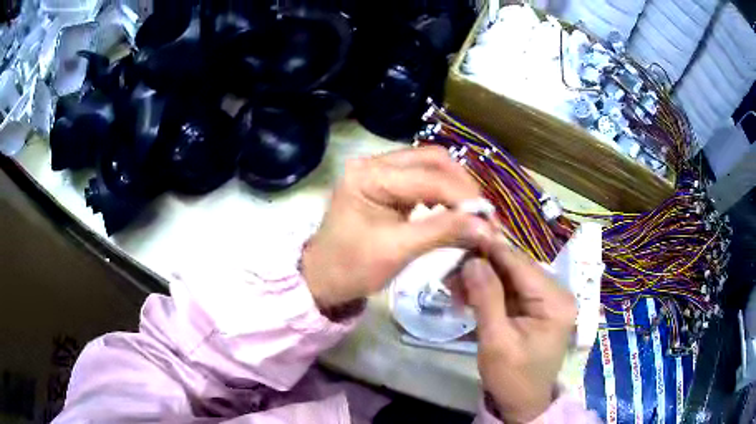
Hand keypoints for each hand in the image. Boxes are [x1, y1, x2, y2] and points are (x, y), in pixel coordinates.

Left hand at [301, 147, 493, 309]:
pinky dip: (443, 194)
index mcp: (369, 175)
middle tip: (483, 215)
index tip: (490, 221)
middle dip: (462, 187)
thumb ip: (442, 232)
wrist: (322, 279)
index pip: (429, 176)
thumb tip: (486, 227)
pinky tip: (454, 211)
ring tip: (473, 214)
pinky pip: (424, 180)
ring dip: (456, 188)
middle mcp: (375, 163)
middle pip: (433, 160)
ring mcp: (380, 171)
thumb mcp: (397, 251)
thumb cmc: (350, 268)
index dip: (464, 197)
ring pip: (431, 167)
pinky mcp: (387, 185)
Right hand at [461, 238, 576, 422]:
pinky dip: (488, 291)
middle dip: (482, 266)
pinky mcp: (537, 307)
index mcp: (555, 301)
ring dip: (482, 279)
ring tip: (453, 284)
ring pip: (510, 277)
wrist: (522, 403)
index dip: (491, 248)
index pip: (521, 265)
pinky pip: (510, 291)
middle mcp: (557, 293)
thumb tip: (472, 260)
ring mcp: (548, 300)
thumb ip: (486, 298)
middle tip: (451, 266)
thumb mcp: (496, 341)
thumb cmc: (512, 377)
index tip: (463, 234)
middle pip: (516, 268)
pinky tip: (467, 294)